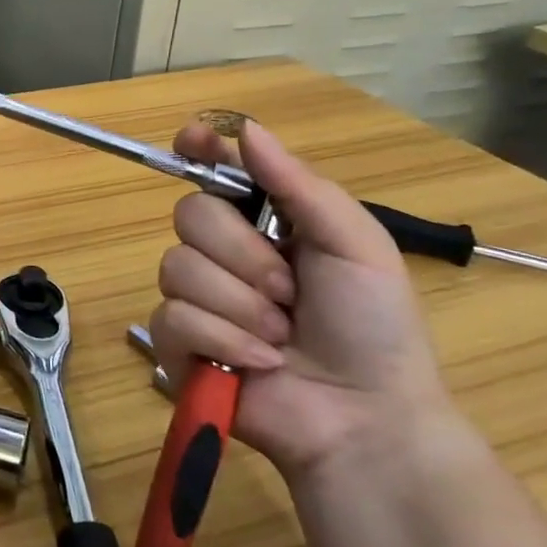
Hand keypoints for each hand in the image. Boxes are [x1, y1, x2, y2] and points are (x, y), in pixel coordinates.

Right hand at [147, 121, 452, 477]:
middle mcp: (222, 251)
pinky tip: (256, 362)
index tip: (193, 140)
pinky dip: (221, 340)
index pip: (215, 169)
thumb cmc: (373, 327)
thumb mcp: (356, 247)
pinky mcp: (175, 342)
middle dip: (242, 255)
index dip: (199, 149)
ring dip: (239, 306)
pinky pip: (173, 317)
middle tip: (288, 291)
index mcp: (264, 221)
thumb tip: (247, 128)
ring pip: (178, 267)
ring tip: (279, 337)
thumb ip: (300, 185)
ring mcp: (194, 297)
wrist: (365, 419)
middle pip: (190, 214)